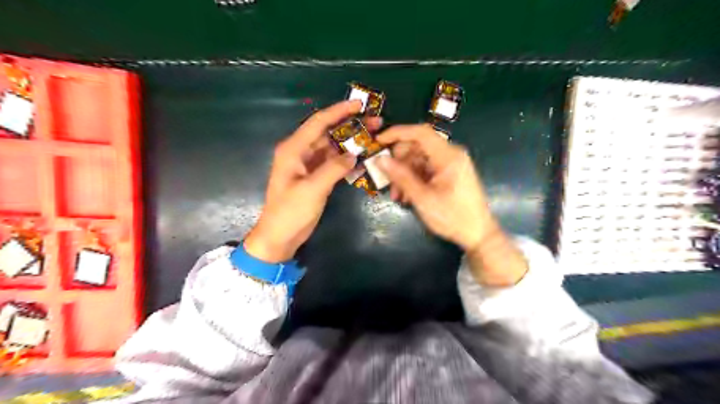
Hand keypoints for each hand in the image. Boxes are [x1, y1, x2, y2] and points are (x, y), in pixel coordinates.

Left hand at [244, 100, 381, 262]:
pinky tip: (362, 157)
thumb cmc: (290, 212)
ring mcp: (308, 164)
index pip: (318, 123)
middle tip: (376, 123)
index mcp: (293, 149)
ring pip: (332, 146)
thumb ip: (333, 169)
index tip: (360, 105)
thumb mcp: (312, 189)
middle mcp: (300, 152)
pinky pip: (333, 162)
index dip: (339, 111)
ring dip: (351, 142)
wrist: (280, 236)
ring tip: (374, 137)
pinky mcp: (315, 176)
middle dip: (351, 126)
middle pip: (328, 132)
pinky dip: (347, 159)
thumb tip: (353, 155)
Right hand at [374, 124, 498, 251]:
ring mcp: (451, 164)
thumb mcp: (423, 198)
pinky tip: (407, 196)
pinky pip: (426, 169)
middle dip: (399, 162)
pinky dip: (414, 179)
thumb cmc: (452, 217)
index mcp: (448, 156)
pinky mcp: (449, 174)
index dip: (397, 133)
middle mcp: (451, 155)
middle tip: (387, 180)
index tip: (378, 141)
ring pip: (419, 159)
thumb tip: (380, 160)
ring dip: (404, 174)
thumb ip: (401, 177)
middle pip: (417, 147)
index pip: (420, 133)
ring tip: (397, 196)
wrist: (478, 234)